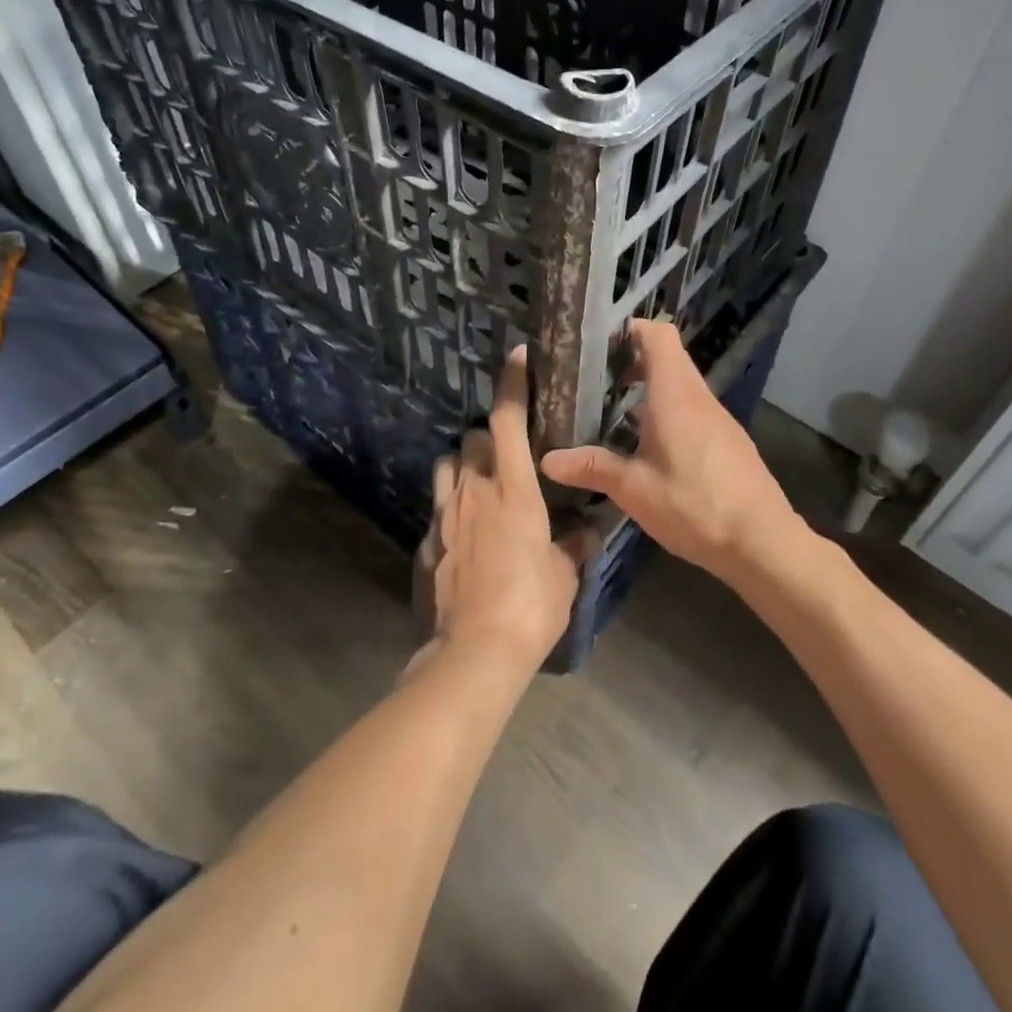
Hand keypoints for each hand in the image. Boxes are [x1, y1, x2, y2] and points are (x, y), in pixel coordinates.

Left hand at [411, 346, 579, 677]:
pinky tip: (465, 536)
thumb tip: (586, 532)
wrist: (473, 652)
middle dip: (486, 438)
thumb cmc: (531, 605)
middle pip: (470, 438)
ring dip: (462, 467)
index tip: (518, 358)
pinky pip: (437, 510)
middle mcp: (473, 491)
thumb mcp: (563, 574)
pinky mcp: (425, 543)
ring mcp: (444, 515)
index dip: (512, 384)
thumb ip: (572, 545)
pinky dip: (451, 510)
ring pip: (446, 466)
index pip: (507, 419)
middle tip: (506, 457)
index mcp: (513, 489)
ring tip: (480, 488)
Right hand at [540, 320, 796, 578]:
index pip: (658, 335)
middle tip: (595, 381)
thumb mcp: (634, 489)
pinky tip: (648, 447)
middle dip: (632, 360)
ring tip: (613, 413)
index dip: (630, 329)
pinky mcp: (728, 441)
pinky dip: (668, 412)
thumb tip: (547, 460)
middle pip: (668, 357)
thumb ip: (592, 468)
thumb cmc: (694, 505)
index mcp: (675, 394)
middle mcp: (698, 397)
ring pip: (681, 385)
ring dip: (650, 389)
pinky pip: (693, 410)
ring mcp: (718, 418)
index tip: (599, 344)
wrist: (763, 542)